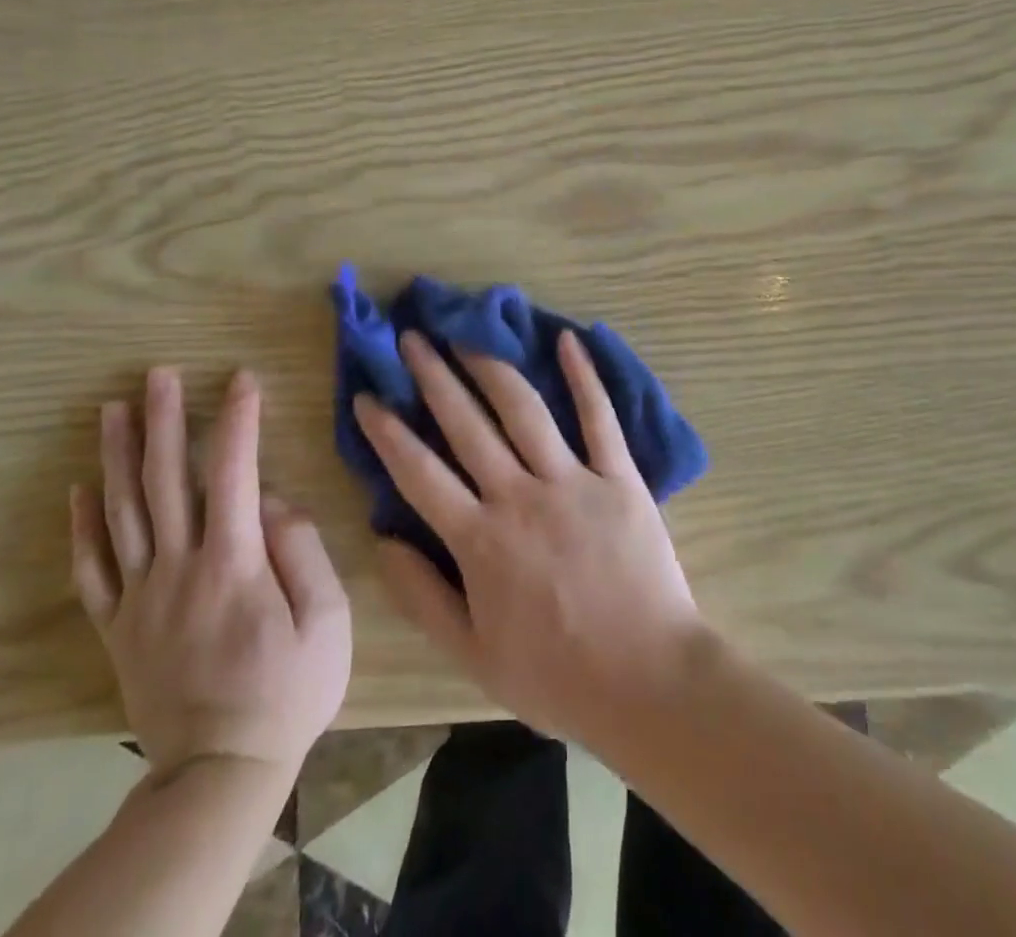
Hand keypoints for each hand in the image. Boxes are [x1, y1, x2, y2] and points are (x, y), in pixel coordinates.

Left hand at [71, 367, 351, 777]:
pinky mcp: (118, 628)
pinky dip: (82, 527)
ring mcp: (141, 598)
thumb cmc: (289, 692)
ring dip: (116, 457)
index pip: (233, 472)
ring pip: (122, 514)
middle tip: (157, 373)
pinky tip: (80, 490)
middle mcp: (178, 568)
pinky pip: (91, 570)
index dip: (238, 420)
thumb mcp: (327, 623)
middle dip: (163, 420)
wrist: (220, 773)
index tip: (242, 378)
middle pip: (165, 481)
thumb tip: (274, 501)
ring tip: (112, 409)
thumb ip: (303, 552)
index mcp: (234, 563)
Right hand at [355, 330, 705, 743]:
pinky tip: (567, 339)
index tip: (367, 395)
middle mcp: (519, 496)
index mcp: (480, 540)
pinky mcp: (619, 476)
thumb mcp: (473, 656)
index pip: (420, 472)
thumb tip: (382, 540)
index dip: (389, 431)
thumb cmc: (557, 675)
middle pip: (467, 424)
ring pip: (524, 409)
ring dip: (491, 366)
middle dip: (433, 376)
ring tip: (467, 333)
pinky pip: (599, 417)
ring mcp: (572, 480)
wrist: (648, 681)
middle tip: (412, 337)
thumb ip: (422, 597)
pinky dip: (584, 376)